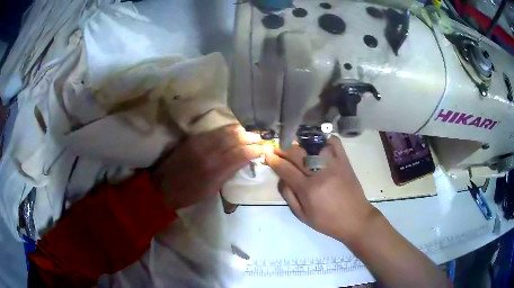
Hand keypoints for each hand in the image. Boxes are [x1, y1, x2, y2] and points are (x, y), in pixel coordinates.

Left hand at [152, 124, 262, 209]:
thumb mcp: (212, 189)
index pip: (241, 153)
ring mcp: (199, 142)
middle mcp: (209, 152)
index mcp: (215, 169)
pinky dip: (228, 129)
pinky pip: (215, 130)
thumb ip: (228, 172)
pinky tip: (235, 130)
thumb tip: (243, 160)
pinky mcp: (192, 138)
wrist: (162, 187)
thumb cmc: (189, 194)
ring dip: (241, 131)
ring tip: (251, 132)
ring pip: (226, 131)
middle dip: (251, 137)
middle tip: (261, 138)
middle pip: (235, 138)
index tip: (264, 149)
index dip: (255, 149)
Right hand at [265, 136, 380, 245]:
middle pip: (296, 153)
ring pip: (313, 145)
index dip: (274, 160)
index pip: (285, 169)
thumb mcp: (303, 216)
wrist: (356, 219)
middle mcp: (319, 173)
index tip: (267, 155)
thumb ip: (289, 197)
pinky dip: (324, 139)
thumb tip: (282, 179)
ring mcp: (334, 165)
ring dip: (300, 143)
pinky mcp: (345, 161)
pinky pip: (334, 143)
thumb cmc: (328, 222)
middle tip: (277, 148)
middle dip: (283, 149)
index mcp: (308, 189)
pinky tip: (318, 143)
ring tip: (295, 145)